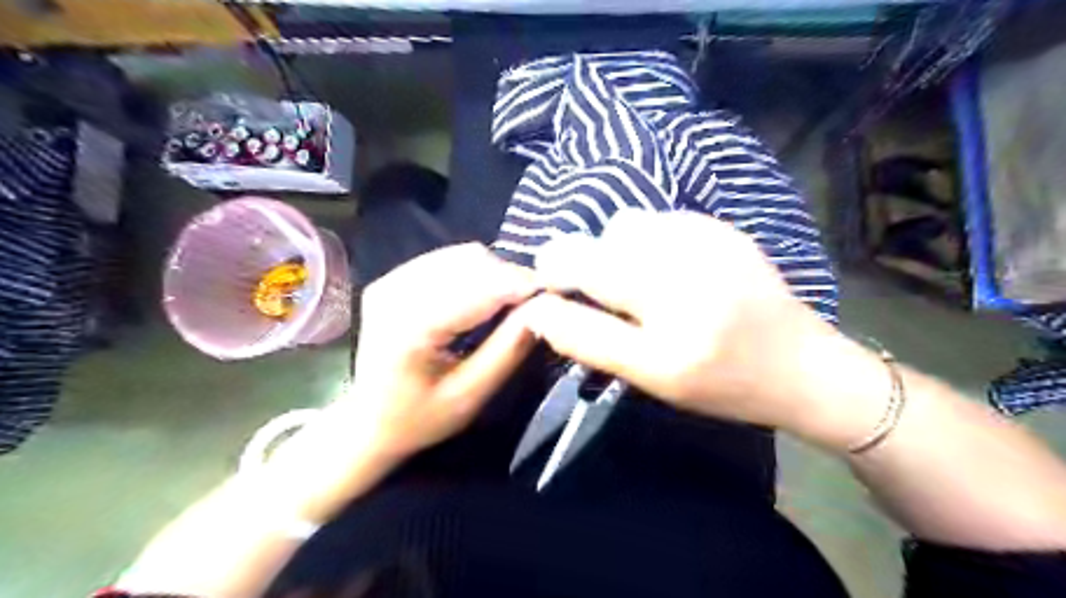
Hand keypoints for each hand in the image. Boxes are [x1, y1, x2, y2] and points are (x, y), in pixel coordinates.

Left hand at [345, 244, 537, 458]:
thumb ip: (508, 349)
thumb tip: (544, 309)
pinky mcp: (393, 277)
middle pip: (471, 263)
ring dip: (495, 273)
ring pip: (462, 255)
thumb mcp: (470, 396)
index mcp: (410, 327)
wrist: (367, 421)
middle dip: (510, 278)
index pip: (478, 289)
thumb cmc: (419, 419)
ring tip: (510, 302)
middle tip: (534, 304)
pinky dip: (475, 272)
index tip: (555, 295)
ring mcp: (391, 279)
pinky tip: (482, 296)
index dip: (521, 286)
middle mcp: (396, 291)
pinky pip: (447, 259)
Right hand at [522, 211, 883, 443]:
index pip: (584, 291)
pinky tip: (664, 267)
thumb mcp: (654, 379)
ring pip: (625, 226)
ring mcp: (709, 242)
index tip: (543, 290)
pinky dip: (644, 239)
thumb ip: (592, 342)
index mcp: (669, 329)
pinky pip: (656, 220)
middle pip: (600, 246)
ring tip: (633, 280)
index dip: (551, 283)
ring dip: (613, 250)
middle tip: (592, 290)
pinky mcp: (722, 229)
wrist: (803, 365)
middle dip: (578, 263)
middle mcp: (687, 274)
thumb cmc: (724, 384)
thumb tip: (539, 310)